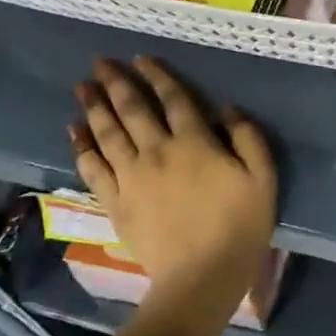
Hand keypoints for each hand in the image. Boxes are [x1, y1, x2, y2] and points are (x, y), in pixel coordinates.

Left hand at [70, 58, 276, 303]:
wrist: (202, 277)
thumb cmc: (239, 226)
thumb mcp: (263, 178)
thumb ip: (248, 138)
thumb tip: (228, 108)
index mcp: (194, 143)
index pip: (174, 99)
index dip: (157, 76)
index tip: (141, 58)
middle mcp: (157, 151)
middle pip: (132, 110)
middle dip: (116, 83)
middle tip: (99, 63)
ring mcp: (132, 177)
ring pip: (108, 134)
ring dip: (94, 107)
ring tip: (81, 87)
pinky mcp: (116, 202)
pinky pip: (93, 168)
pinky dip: (82, 147)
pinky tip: (73, 132)